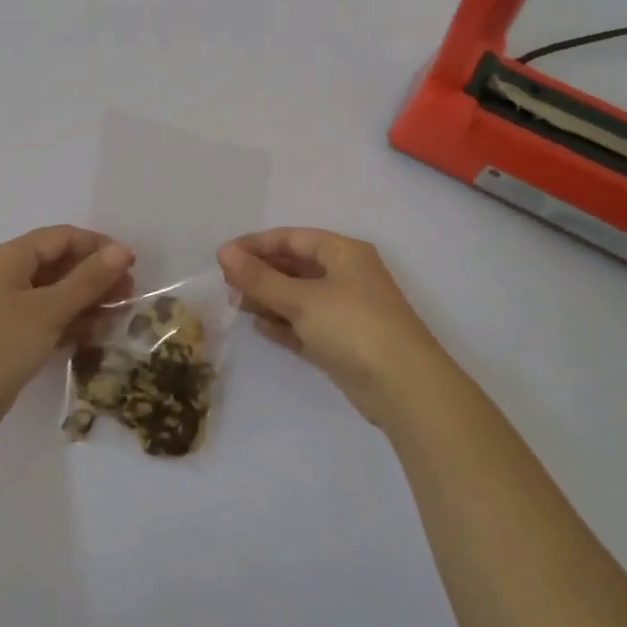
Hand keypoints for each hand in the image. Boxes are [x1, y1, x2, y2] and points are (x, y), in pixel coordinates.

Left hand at [0, 226, 133, 448]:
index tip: (132, 265)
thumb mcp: (48, 311)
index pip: (63, 237)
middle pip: (60, 263)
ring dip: (86, 301)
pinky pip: (45, 317)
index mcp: (10, 256)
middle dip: (96, 276)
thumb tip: (122, 250)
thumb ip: (87, 280)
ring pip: (55, 292)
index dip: (99, 246)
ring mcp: (5, 306)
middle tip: (129, 295)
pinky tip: (93, 335)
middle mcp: (6, 274)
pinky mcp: (7, 335)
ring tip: (118, 316)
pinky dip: (69, 321)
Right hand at [218, 228, 458, 427]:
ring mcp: (345, 311)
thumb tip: (224, 252)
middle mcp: (346, 276)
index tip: (222, 256)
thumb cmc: (353, 326)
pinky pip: (305, 325)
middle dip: (261, 273)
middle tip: (225, 284)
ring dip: (268, 298)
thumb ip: (260, 277)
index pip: (292, 238)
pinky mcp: (342, 343)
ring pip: (298, 297)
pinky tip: (258, 326)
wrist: (404, 388)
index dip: (256, 244)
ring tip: (234, 304)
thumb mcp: (302, 299)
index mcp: (343, 253)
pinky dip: (283, 324)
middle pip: (295, 266)